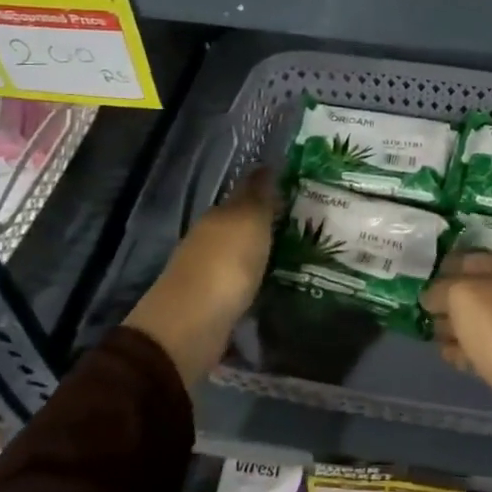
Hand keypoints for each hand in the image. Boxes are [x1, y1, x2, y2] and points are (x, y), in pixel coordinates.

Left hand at [125, 169, 278, 386]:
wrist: (191, 326)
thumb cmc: (225, 264)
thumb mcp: (248, 221)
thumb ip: (258, 195)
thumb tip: (265, 165)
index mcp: (217, 217)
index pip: (244, 194)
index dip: (266, 190)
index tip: (293, 191)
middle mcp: (209, 240)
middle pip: (240, 226)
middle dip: (264, 223)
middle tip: (300, 223)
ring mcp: (207, 274)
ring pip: (239, 255)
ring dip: (259, 253)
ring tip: (293, 256)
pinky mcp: (212, 305)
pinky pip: (240, 284)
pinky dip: (254, 281)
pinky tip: (272, 285)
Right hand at [424, 251, 491, 469]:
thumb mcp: (463, 297)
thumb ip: (440, 290)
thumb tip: (430, 297)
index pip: (459, 259)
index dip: (435, 271)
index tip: (411, 286)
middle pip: (464, 291)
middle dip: (441, 302)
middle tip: (416, 314)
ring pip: (470, 321)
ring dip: (450, 328)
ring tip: (430, 336)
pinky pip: (478, 348)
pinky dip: (463, 352)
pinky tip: (450, 358)